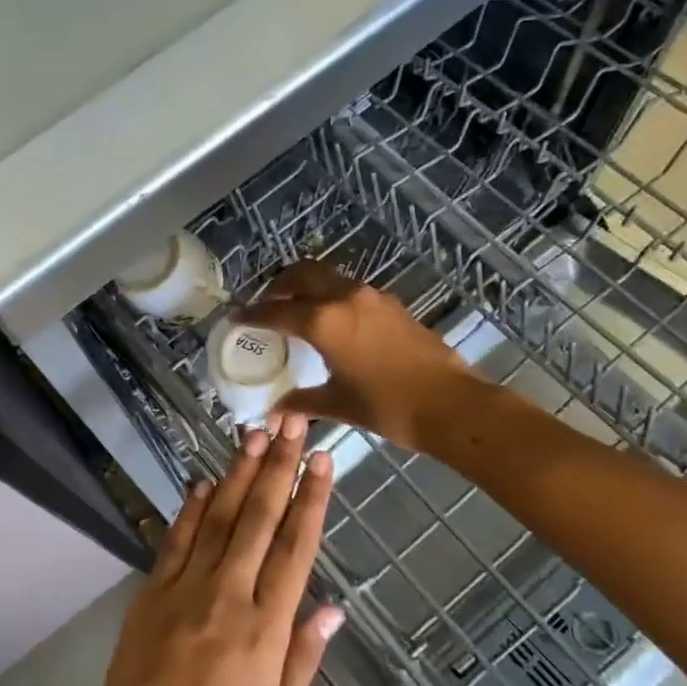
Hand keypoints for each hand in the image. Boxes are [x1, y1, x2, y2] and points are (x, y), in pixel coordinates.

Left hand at [67, 416, 341, 685]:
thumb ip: (303, 661)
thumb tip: (332, 607)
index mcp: (265, 633)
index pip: (295, 550)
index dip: (311, 501)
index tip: (324, 461)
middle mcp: (227, 599)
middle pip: (258, 520)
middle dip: (278, 467)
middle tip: (292, 423)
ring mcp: (183, 591)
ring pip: (217, 519)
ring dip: (238, 473)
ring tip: (254, 434)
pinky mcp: (149, 595)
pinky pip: (174, 541)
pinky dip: (190, 508)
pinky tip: (204, 480)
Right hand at [237, 261, 472, 448]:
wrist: (451, 404)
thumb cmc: (388, 407)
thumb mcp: (338, 404)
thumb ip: (302, 402)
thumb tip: (275, 411)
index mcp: (323, 321)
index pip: (276, 310)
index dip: (252, 313)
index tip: (235, 315)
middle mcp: (344, 298)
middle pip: (301, 274)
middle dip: (278, 285)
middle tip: (266, 303)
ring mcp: (371, 297)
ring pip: (327, 277)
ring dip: (306, 286)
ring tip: (296, 309)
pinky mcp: (390, 304)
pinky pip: (349, 289)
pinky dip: (330, 295)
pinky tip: (332, 322)